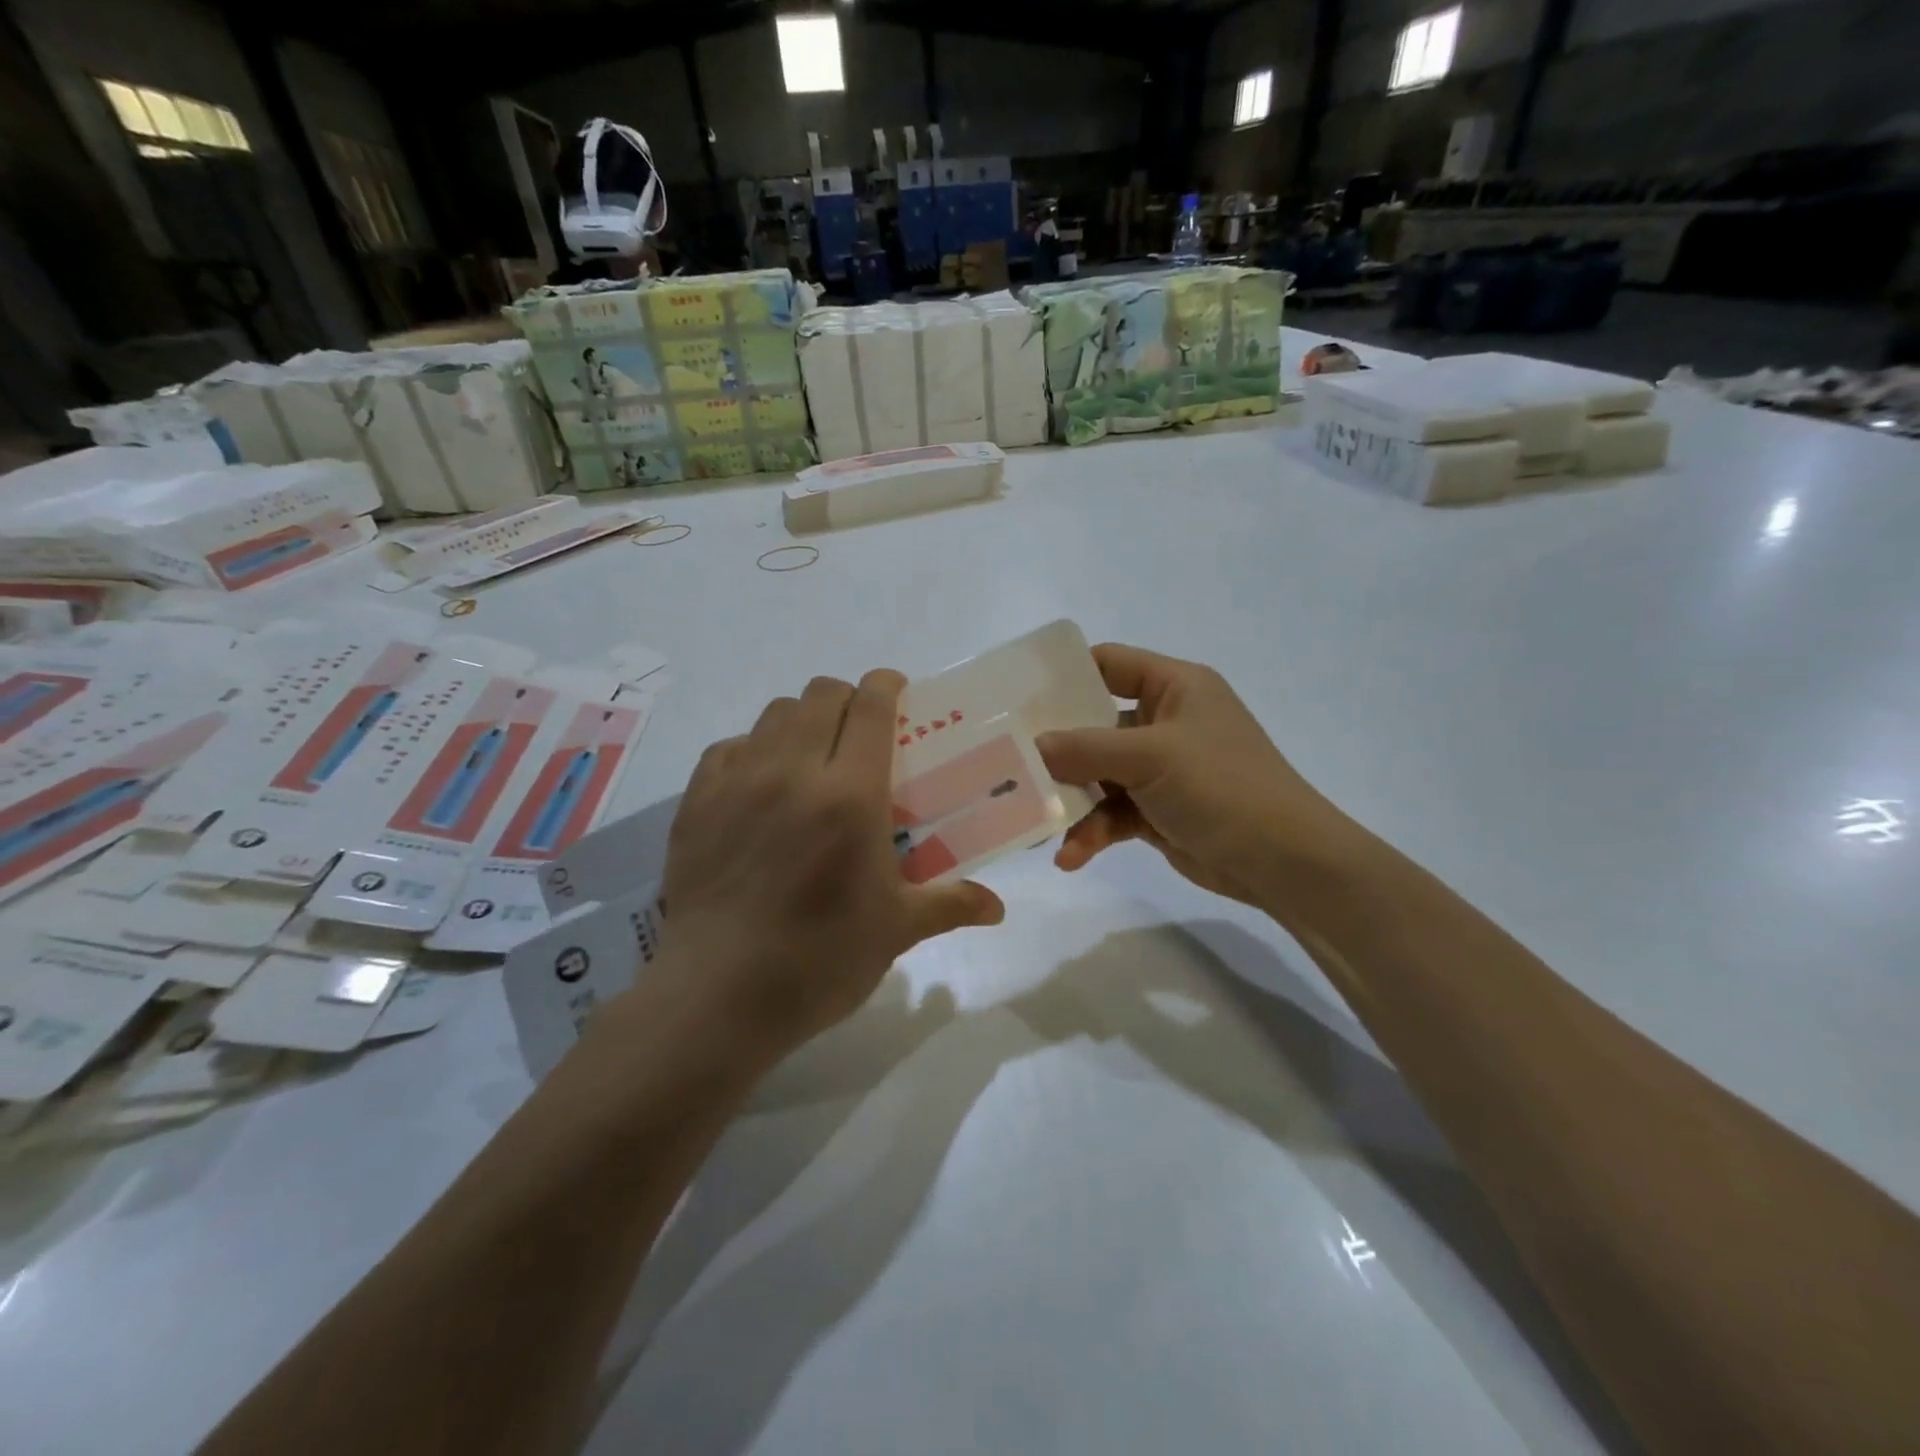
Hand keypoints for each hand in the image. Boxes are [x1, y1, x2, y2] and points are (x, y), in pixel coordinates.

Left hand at [657, 671, 1003, 1059]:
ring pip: (774, 713)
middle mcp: (792, 771)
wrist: (718, 997)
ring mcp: (737, 782)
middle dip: (848, 700)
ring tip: (813, 758)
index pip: (871, 706)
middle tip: (861, 735)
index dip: (887, 686)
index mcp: (850, 794)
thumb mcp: (896, 931)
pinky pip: (729, 748)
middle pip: (820, 695)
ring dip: (802, 720)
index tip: (899, 692)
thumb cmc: (820, 960)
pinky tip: (761, 786)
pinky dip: (753, 750)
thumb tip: (999, 908)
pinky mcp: (696, 802)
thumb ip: (951, 904)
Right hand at [1036, 644, 1356, 913]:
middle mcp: (1164, 721)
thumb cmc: (1222, 786)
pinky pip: (1112, 813)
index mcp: (1174, 687)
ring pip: (1098, 776)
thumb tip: (1032, 746)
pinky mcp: (1157, 810)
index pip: (1108, 663)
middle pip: (1093, 724)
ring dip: (1071, 801)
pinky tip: (1071, 857)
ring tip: (1036, 826)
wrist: (1284, 861)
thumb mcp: (1152, 756)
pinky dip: (1092, 832)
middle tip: (1009, 764)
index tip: (1016, 697)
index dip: (1064, 676)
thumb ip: (1086, 748)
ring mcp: (1160, 769)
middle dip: (1056, 750)